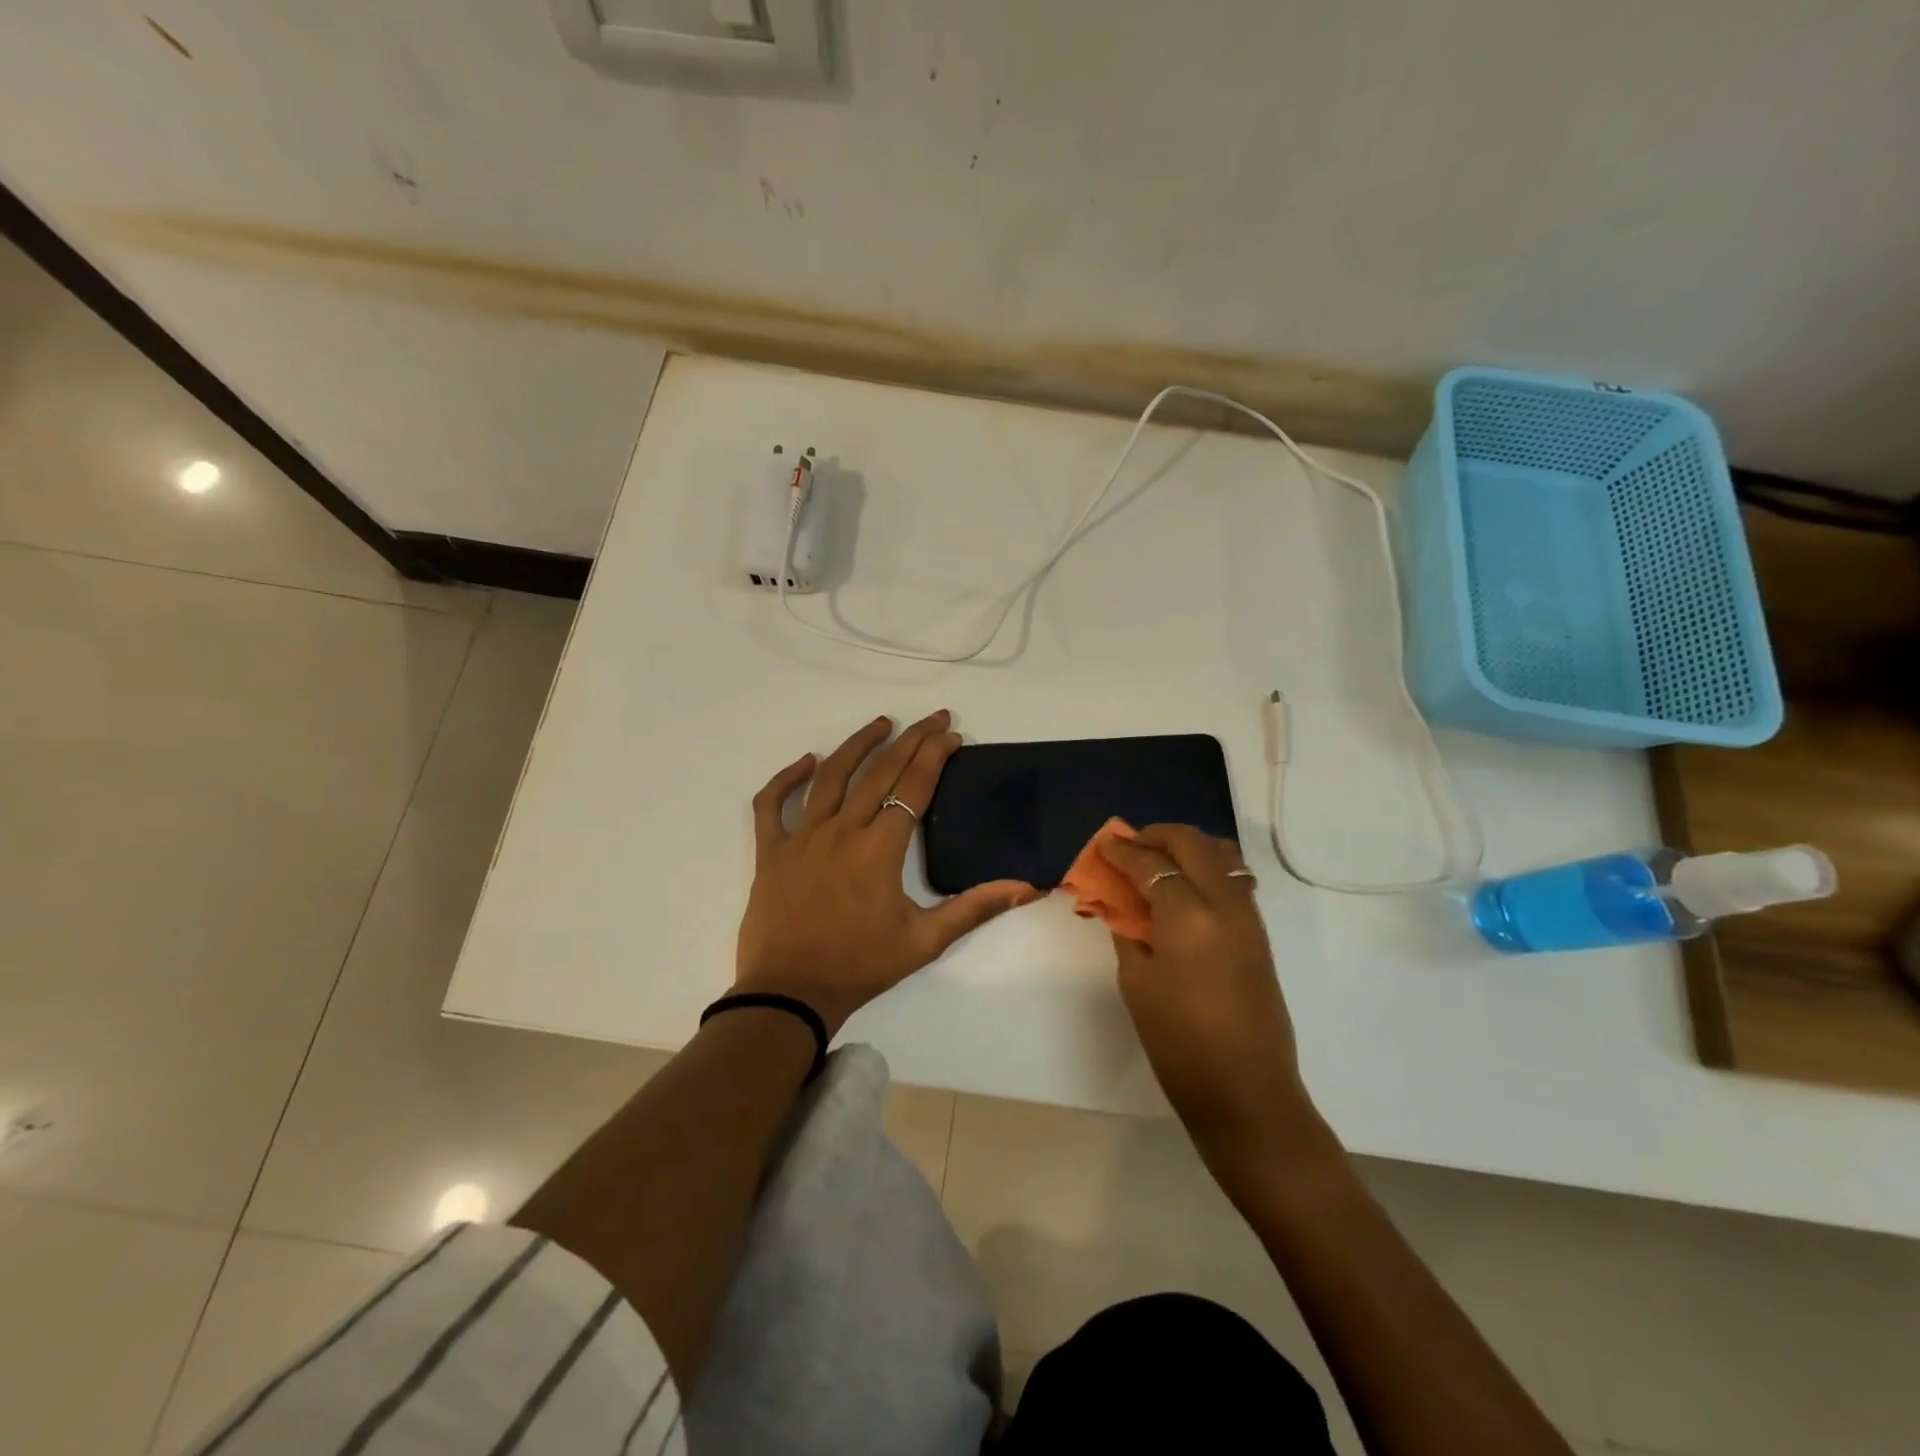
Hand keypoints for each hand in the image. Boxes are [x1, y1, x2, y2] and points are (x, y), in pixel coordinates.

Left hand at [736, 711, 1037, 1035]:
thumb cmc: (860, 967)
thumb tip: (1026, 888)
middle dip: (910, 740)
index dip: (935, 755)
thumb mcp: (925, 941)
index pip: (914, 786)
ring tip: (881, 723)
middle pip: (879, 772)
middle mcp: (841, 830)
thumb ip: (974, 908)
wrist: (791, 994)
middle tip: (933, 719)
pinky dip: (786, 778)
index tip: (952, 735)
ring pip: (829, 776)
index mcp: (880, 848)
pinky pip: (772, 804)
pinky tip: (807, 761)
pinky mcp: (771, 851)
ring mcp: (802, 837)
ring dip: (857, 745)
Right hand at [1098, 825, 1325, 1184]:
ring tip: (1159, 862)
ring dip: (1187, 847)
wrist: (1246, 1092)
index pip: (1150, 863)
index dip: (1122, 851)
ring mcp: (1248, 916)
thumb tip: (1120, 903)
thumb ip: (1128, 931)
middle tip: (1130, 846)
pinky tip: (1184, 890)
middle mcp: (1224, 902)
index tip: (1104, 844)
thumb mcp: (1137, 982)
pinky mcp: (1258, 933)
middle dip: (1157, 836)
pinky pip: (1233, 878)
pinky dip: (1207, 868)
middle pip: (1192, 843)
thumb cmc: (1178, 1042)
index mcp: (1188, 914)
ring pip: (1220, 854)